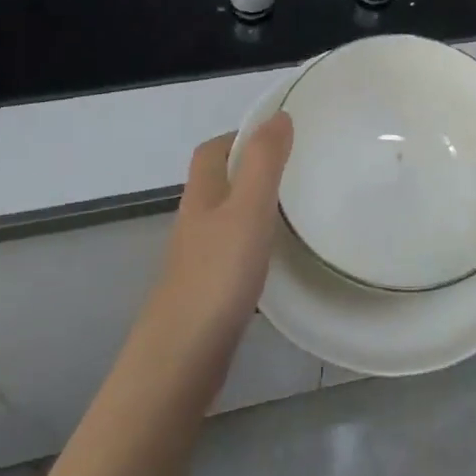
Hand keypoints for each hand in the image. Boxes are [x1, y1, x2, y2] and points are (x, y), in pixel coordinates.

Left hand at [148, 113, 293, 356]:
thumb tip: (279, 115)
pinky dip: (254, 246)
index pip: (212, 151)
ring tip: (295, 209)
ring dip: (254, 208)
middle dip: (251, 170)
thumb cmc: (217, 276)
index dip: (239, 136)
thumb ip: (264, 161)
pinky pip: (232, 254)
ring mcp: (198, 261)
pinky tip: (277, 260)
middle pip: (219, 183)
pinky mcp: (207, 294)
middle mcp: (195, 223)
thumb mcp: (249, 208)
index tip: (278, 135)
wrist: (180, 361)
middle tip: (295, 169)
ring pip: (226, 220)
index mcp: (202, 196)